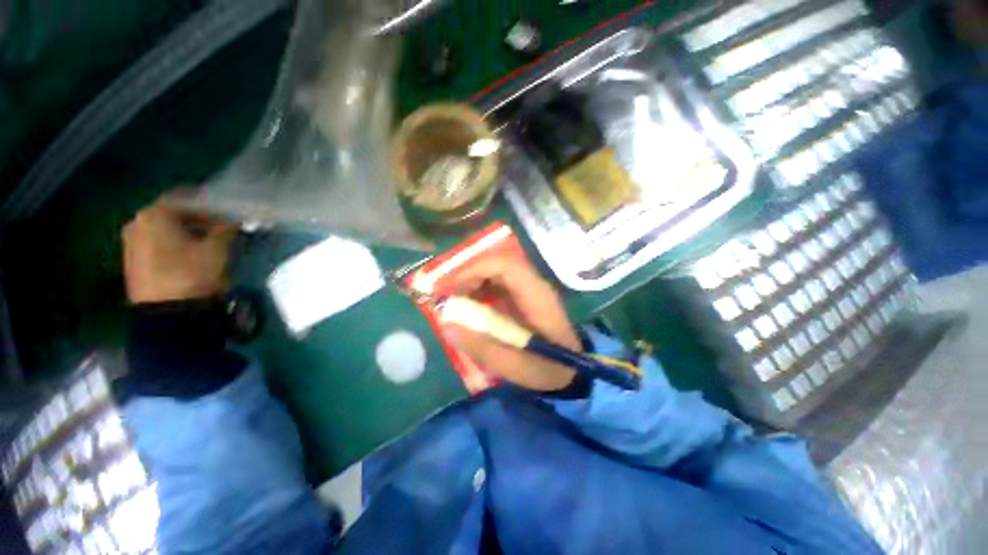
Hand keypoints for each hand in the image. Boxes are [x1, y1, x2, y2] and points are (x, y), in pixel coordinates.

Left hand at [122, 198, 237, 303]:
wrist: (167, 314)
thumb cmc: (192, 273)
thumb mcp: (218, 249)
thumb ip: (226, 229)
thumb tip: (233, 220)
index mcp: (155, 213)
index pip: (188, 199)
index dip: (213, 206)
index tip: (230, 214)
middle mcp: (137, 222)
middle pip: (174, 214)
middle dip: (198, 220)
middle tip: (221, 229)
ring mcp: (131, 243)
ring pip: (164, 229)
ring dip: (186, 233)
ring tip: (208, 244)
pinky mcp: (132, 262)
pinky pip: (157, 244)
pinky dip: (175, 245)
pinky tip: (190, 255)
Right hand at [443, 257, 580, 391]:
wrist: (572, 373)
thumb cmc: (548, 369)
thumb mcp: (514, 366)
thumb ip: (481, 348)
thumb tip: (447, 326)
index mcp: (537, 295)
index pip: (506, 265)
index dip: (476, 269)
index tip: (451, 286)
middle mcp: (534, 286)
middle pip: (499, 265)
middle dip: (469, 274)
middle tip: (447, 293)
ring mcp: (530, 290)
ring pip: (497, 273)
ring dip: (473, 281)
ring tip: (454, 299)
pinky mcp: (525, 299)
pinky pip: (499, 285)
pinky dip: (481, 291)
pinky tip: (470, 306)